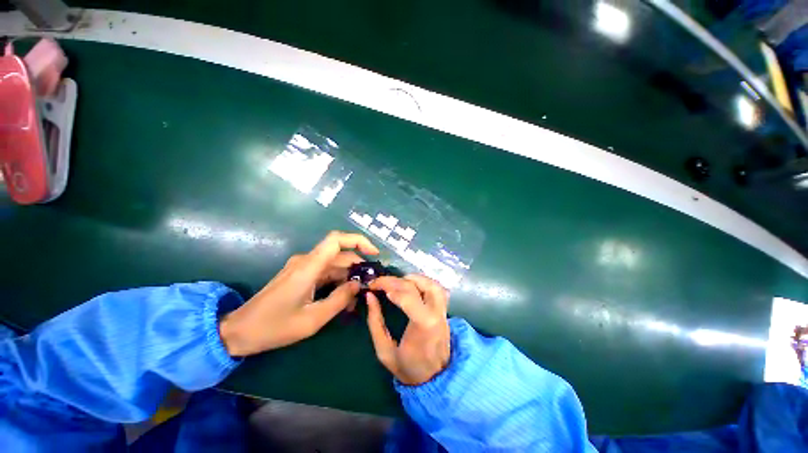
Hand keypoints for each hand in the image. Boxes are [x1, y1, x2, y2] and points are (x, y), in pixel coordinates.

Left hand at [219, 231, 378, 355]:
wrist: (239, 331)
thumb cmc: (274, 327)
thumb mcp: (312, 319)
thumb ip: (340, 300)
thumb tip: (358, 285)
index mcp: (309, 267)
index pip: (337, 240)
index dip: (358, 241)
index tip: (374, 254)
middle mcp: (307, 261)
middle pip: (340, 255)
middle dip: (358, 267)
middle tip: (371, 284)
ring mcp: (303, 267)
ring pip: (334, 265)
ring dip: (348, 277)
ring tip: (359, 296)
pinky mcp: (300, 275)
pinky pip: (325, 273)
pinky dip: (337, 282)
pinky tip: (344, 297)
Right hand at [365, 275, 450, 384]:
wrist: (435, 380)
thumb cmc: (408, 368)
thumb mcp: (384, 351)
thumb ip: (375, 322)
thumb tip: (370, 296)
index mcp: (423, 325)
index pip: (408, 297)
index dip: (390, 287)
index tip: (374, 287)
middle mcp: (436, 313)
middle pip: (418, 286)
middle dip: (395, 281)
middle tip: (379, 282)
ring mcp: (443, 311)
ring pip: (432, 284)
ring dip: (413, 278)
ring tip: (396, 281)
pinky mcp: (444, 311)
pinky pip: (438, 289)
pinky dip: (424, 282)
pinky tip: (411, 285)